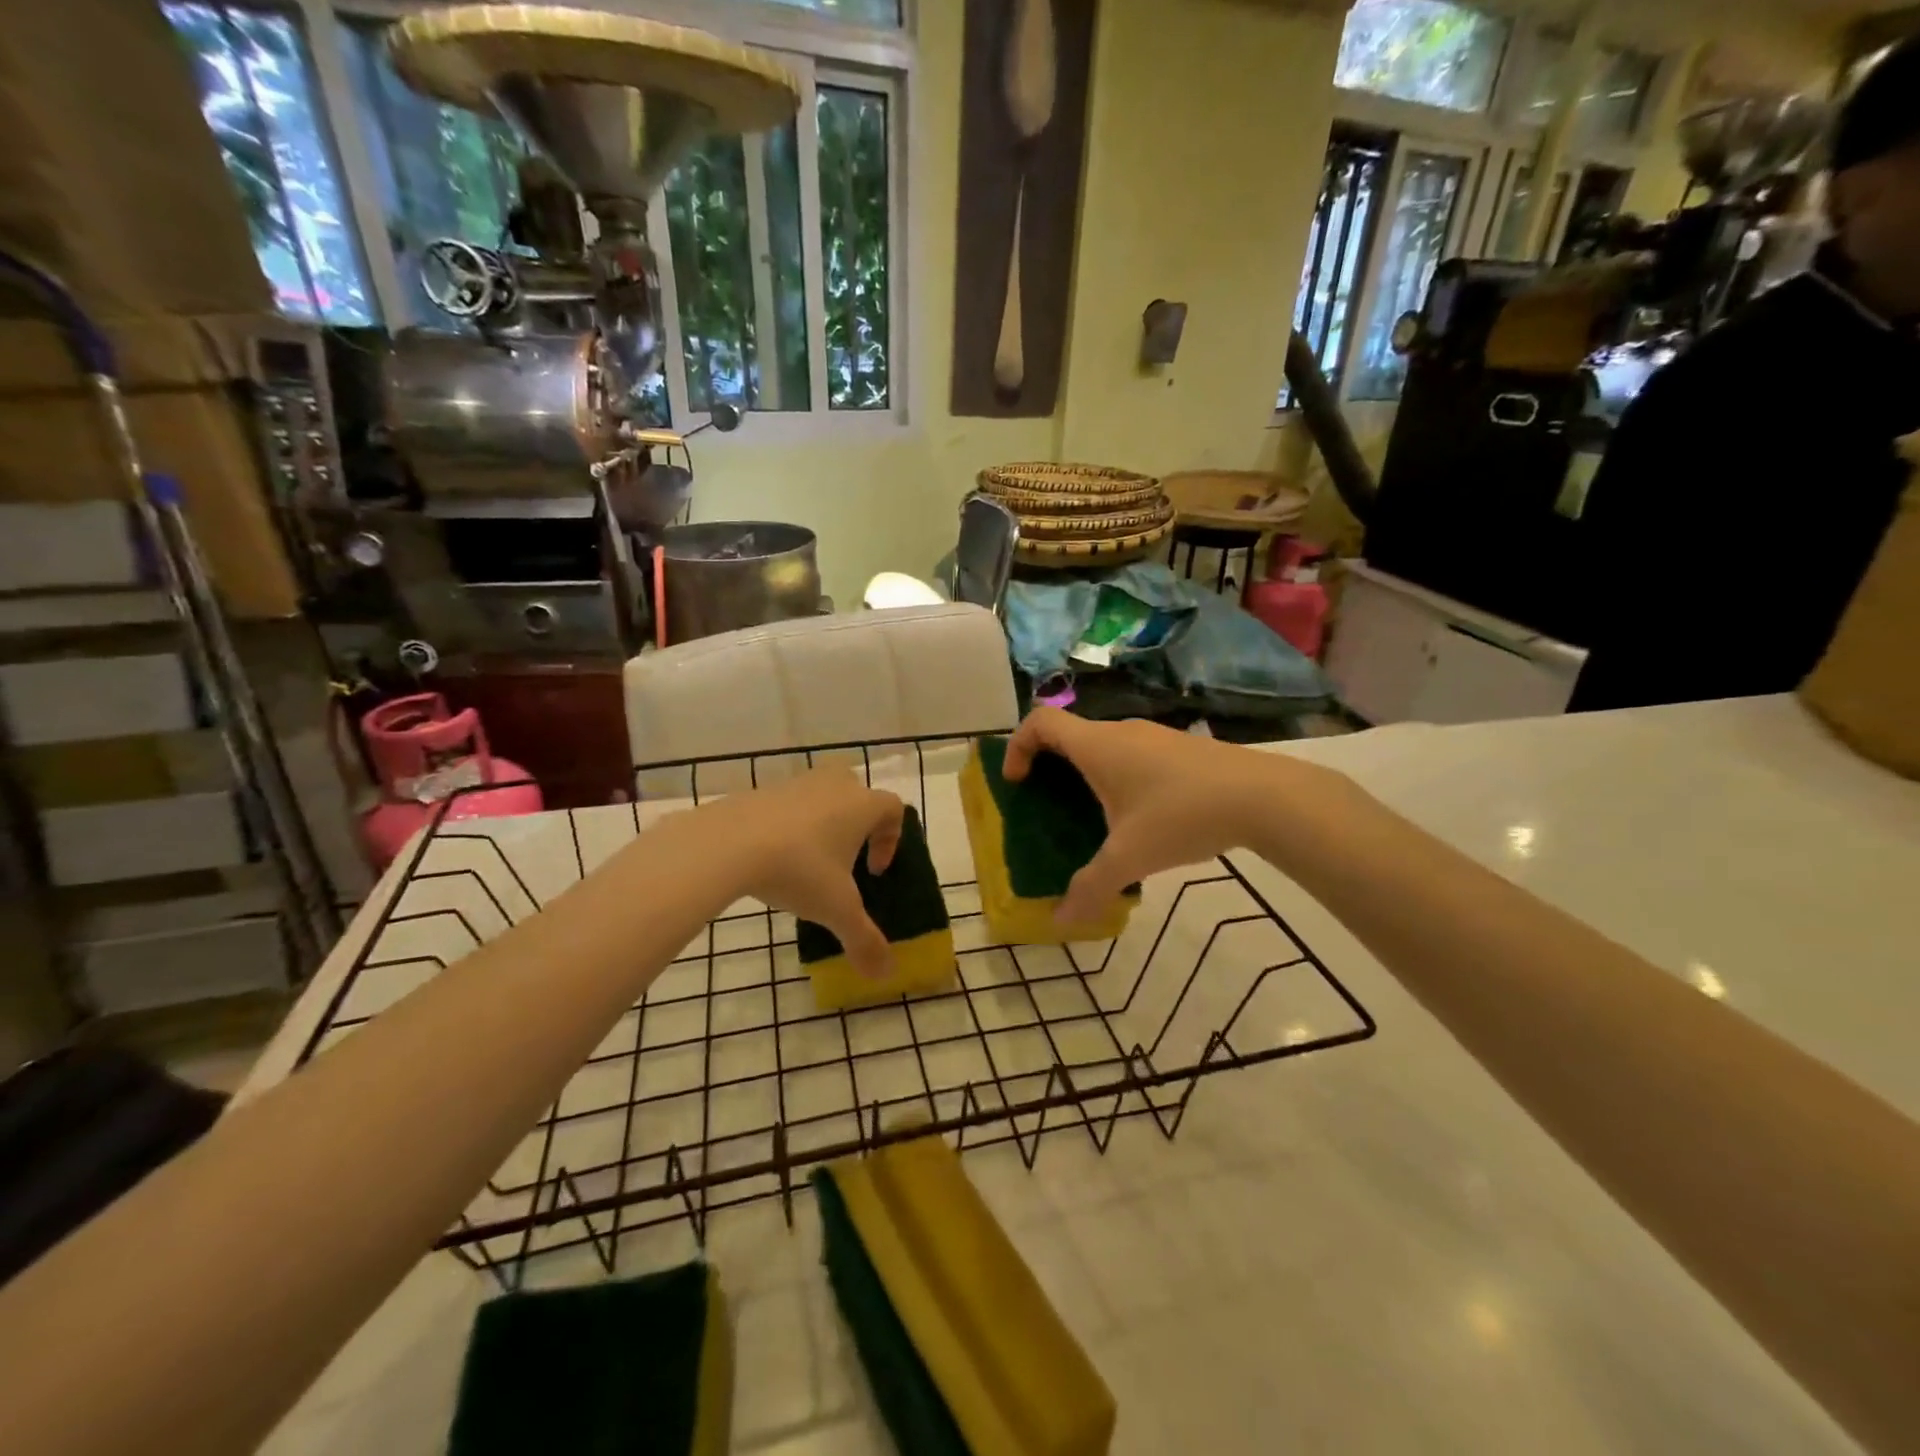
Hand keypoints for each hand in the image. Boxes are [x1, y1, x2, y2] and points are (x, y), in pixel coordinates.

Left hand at [691, 769, 905, 979]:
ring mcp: (795, 783)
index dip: (890, 840)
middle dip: (857, 820)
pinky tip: (771, 857)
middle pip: (857, 791)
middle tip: (845, 855)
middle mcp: (833, 785)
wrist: (728, 843)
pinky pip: (785, 804)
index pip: (893, 809)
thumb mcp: (836, 910)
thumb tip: (886, 974)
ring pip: (820, 794)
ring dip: (821, 822)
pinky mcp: (760, 790)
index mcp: (862, 805)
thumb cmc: (799, 870)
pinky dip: (787, 825)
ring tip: (806, 860)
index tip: (873, 872)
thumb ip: (864, 940)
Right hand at [1002, 708, 1298, 922]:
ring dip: (1085, 774)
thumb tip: (1061, 921)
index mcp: (1097, 746)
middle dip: (1049, 767)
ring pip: (1103, 746)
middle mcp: (1120, 732)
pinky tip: (1139, 818)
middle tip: (1047, 806)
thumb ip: (1091, 887)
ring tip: (1092, 818)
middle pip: (1069, 734)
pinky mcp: (1179, 748)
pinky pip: (1131, 754)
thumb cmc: (1181, 816)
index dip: (1018, 746)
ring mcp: (1153, 736)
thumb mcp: (1130, 857)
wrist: (1262, 796)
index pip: (1040, 722)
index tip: (1018, 783)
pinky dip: (1117, 777)